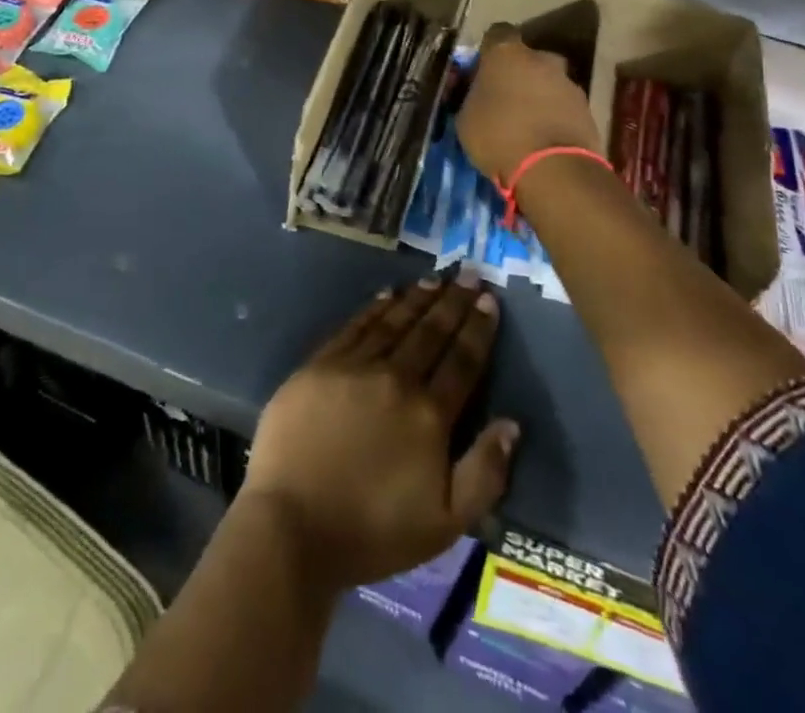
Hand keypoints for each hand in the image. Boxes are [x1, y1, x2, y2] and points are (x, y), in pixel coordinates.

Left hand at [239, 274, 519, 591]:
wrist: (293, 524)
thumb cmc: (372, 531)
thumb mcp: (445, 524)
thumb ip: (484, 473)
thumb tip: (512, 423)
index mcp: (429, 415)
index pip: (462, 361)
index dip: (478, 329)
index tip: (489, 300)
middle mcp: (396, 379)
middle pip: (431, 332)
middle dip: (453, 302)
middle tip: (468, 273)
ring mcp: (354, 367)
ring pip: (394, 322)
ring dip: (418, 298)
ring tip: (435, 279)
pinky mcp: (320, 365)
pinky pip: (355, 327)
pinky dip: (375, 308)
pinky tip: (387, 295)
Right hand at [456, 23, 604, 184]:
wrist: (553, 170)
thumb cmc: (499, 135)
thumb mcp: (466, 117)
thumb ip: (474, 95)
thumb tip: (480, 93)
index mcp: (507, 53)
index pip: (497, 34)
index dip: (489, 51)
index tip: (482, 69)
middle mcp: (542, 58)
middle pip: (527, 59)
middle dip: (518, 74)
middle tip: (505, 99)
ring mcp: (569, 83)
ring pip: (548, 82)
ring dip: (538, 96)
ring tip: (526, 125)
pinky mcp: (587, 109)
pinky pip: (563, 106)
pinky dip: (554, 116)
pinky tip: (543, 138)